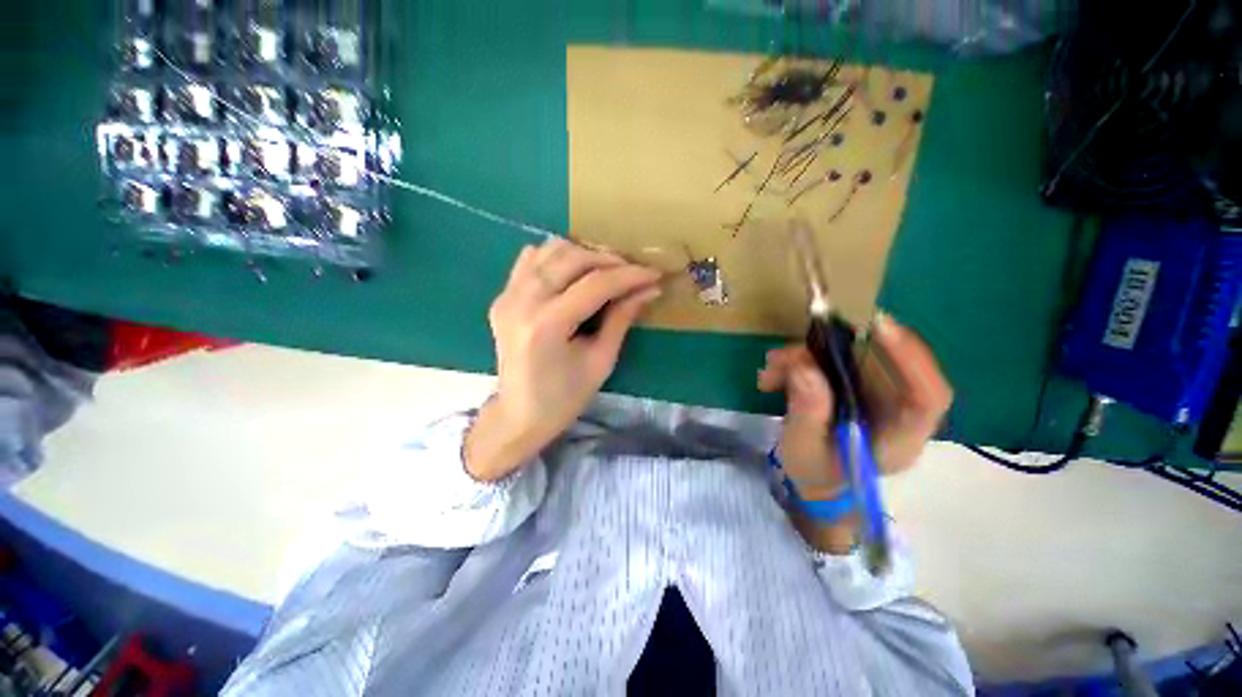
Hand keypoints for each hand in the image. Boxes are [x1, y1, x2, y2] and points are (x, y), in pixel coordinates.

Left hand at [465, 239, 662, 480]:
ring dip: (584, 254)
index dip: (629, 276)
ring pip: (550, 250)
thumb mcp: (601, 361)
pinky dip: (557, 258)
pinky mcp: (503, 297)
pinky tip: (573, 274)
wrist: (519, 415)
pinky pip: (531, 260)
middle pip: (572, 257)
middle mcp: (522, 301)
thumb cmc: (564, 398)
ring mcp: (507, 296)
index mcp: (547, 325)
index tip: (654, 274)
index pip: (596, 284)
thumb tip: (649, 289)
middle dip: (609, 260)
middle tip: (633, 273)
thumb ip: (622, 319)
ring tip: (607, 272)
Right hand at [757, 312, 952, 551]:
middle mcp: (897, 412)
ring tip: (770, 369)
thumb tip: (804, 366)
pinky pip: (833, 362)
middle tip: (789, 353)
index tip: (879, 327)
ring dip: (807, 356)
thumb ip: (807, 411)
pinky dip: (802, 362)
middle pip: (882, 366)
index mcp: (899, 438)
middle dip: (832, 351)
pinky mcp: (856, 387)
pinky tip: (774, 374)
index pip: (927, 396)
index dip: (910, 358)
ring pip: (852, 359)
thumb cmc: (815, 474)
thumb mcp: (803, 448)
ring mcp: (877, 396)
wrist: (816, 482)